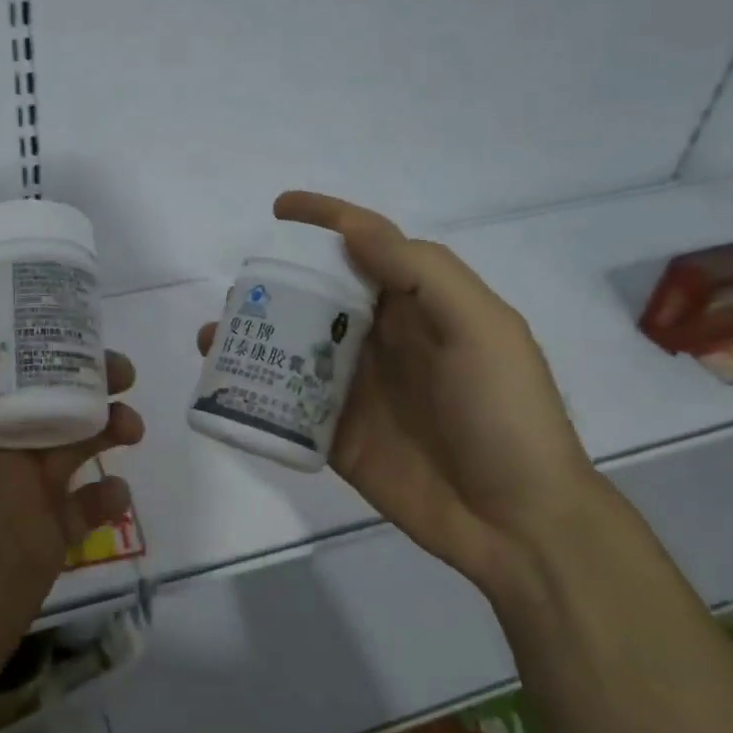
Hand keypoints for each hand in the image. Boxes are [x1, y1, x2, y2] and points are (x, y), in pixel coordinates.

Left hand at [0, 338, 142, 732]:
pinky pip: (88, 507)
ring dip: (106, 425)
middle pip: (45, 399)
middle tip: (122, 371)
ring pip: (75, 443)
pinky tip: (117, 494)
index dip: (28, 344)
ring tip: (130, 426)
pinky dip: (110, 495)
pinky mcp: (49, 542)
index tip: (69, 327)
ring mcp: (22, 498)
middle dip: (85, 378)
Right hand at [200, 191, 605, 590]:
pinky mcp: (335, 434)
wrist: (516, 523)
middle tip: (238, 287)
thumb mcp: (480, 329)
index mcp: (420, 306)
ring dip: (256, 335)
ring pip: (295, 347)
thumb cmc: (504, 414)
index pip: (366, 247)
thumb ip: (421, 274)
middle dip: (277, 283)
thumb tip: (354, 231)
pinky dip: (255, 389)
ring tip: (216, 334)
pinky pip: (287, 404)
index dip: (325, 221)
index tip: (279, 209)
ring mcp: (356, 389)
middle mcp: (383, 339)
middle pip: (319, 295)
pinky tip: (224, 382)